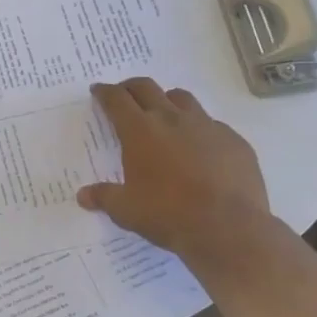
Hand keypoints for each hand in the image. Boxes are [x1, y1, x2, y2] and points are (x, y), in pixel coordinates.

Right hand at [78, 79, 270, 258]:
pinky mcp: (233, 140)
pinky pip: (212, 124)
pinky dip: (199, 128)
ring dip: (167, 100)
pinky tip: (200, 148)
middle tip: (124, 95)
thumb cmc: (168, 215)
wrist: (229, 229)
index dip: (104, 92)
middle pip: (146, 87)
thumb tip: (83, 196)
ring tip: (163, 114)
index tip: (98, 90)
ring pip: (182, 98)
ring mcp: (206, 126)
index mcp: (139, 131)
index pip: (116, 99)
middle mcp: (171, 119)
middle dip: (131, 87)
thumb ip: (104, 197)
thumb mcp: (126, 210)